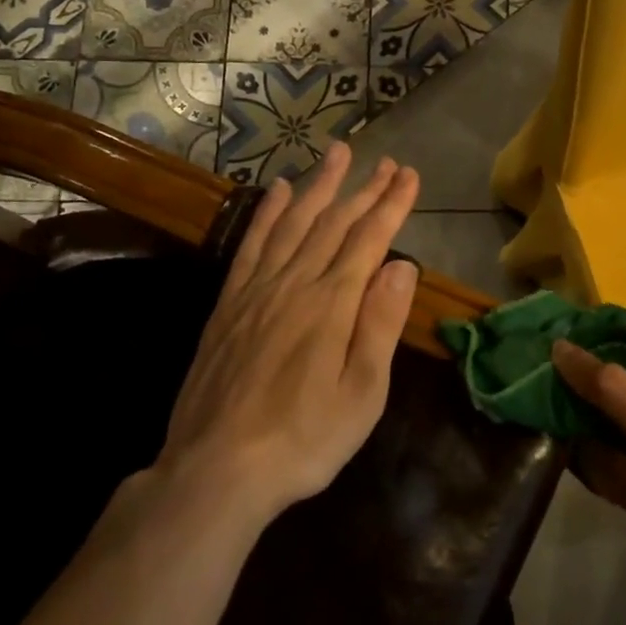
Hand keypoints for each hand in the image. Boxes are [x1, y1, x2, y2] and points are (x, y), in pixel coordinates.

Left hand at [158, 143, 420, 523]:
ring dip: (318, 186)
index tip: (409, 175)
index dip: (391, 204)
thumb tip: (403, 266)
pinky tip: (277, 191)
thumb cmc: (304, 439)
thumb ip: (380, 324)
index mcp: (332, 304)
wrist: (217, 470)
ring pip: (293, 223)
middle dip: (364, 189)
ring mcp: (257, 290)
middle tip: (386, 162)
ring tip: (337, 154)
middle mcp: (295, 283)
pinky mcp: (229, 304)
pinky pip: (252, 244)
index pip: (369, 239)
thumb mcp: (362, 394)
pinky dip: (267, 213)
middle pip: (334, 223)